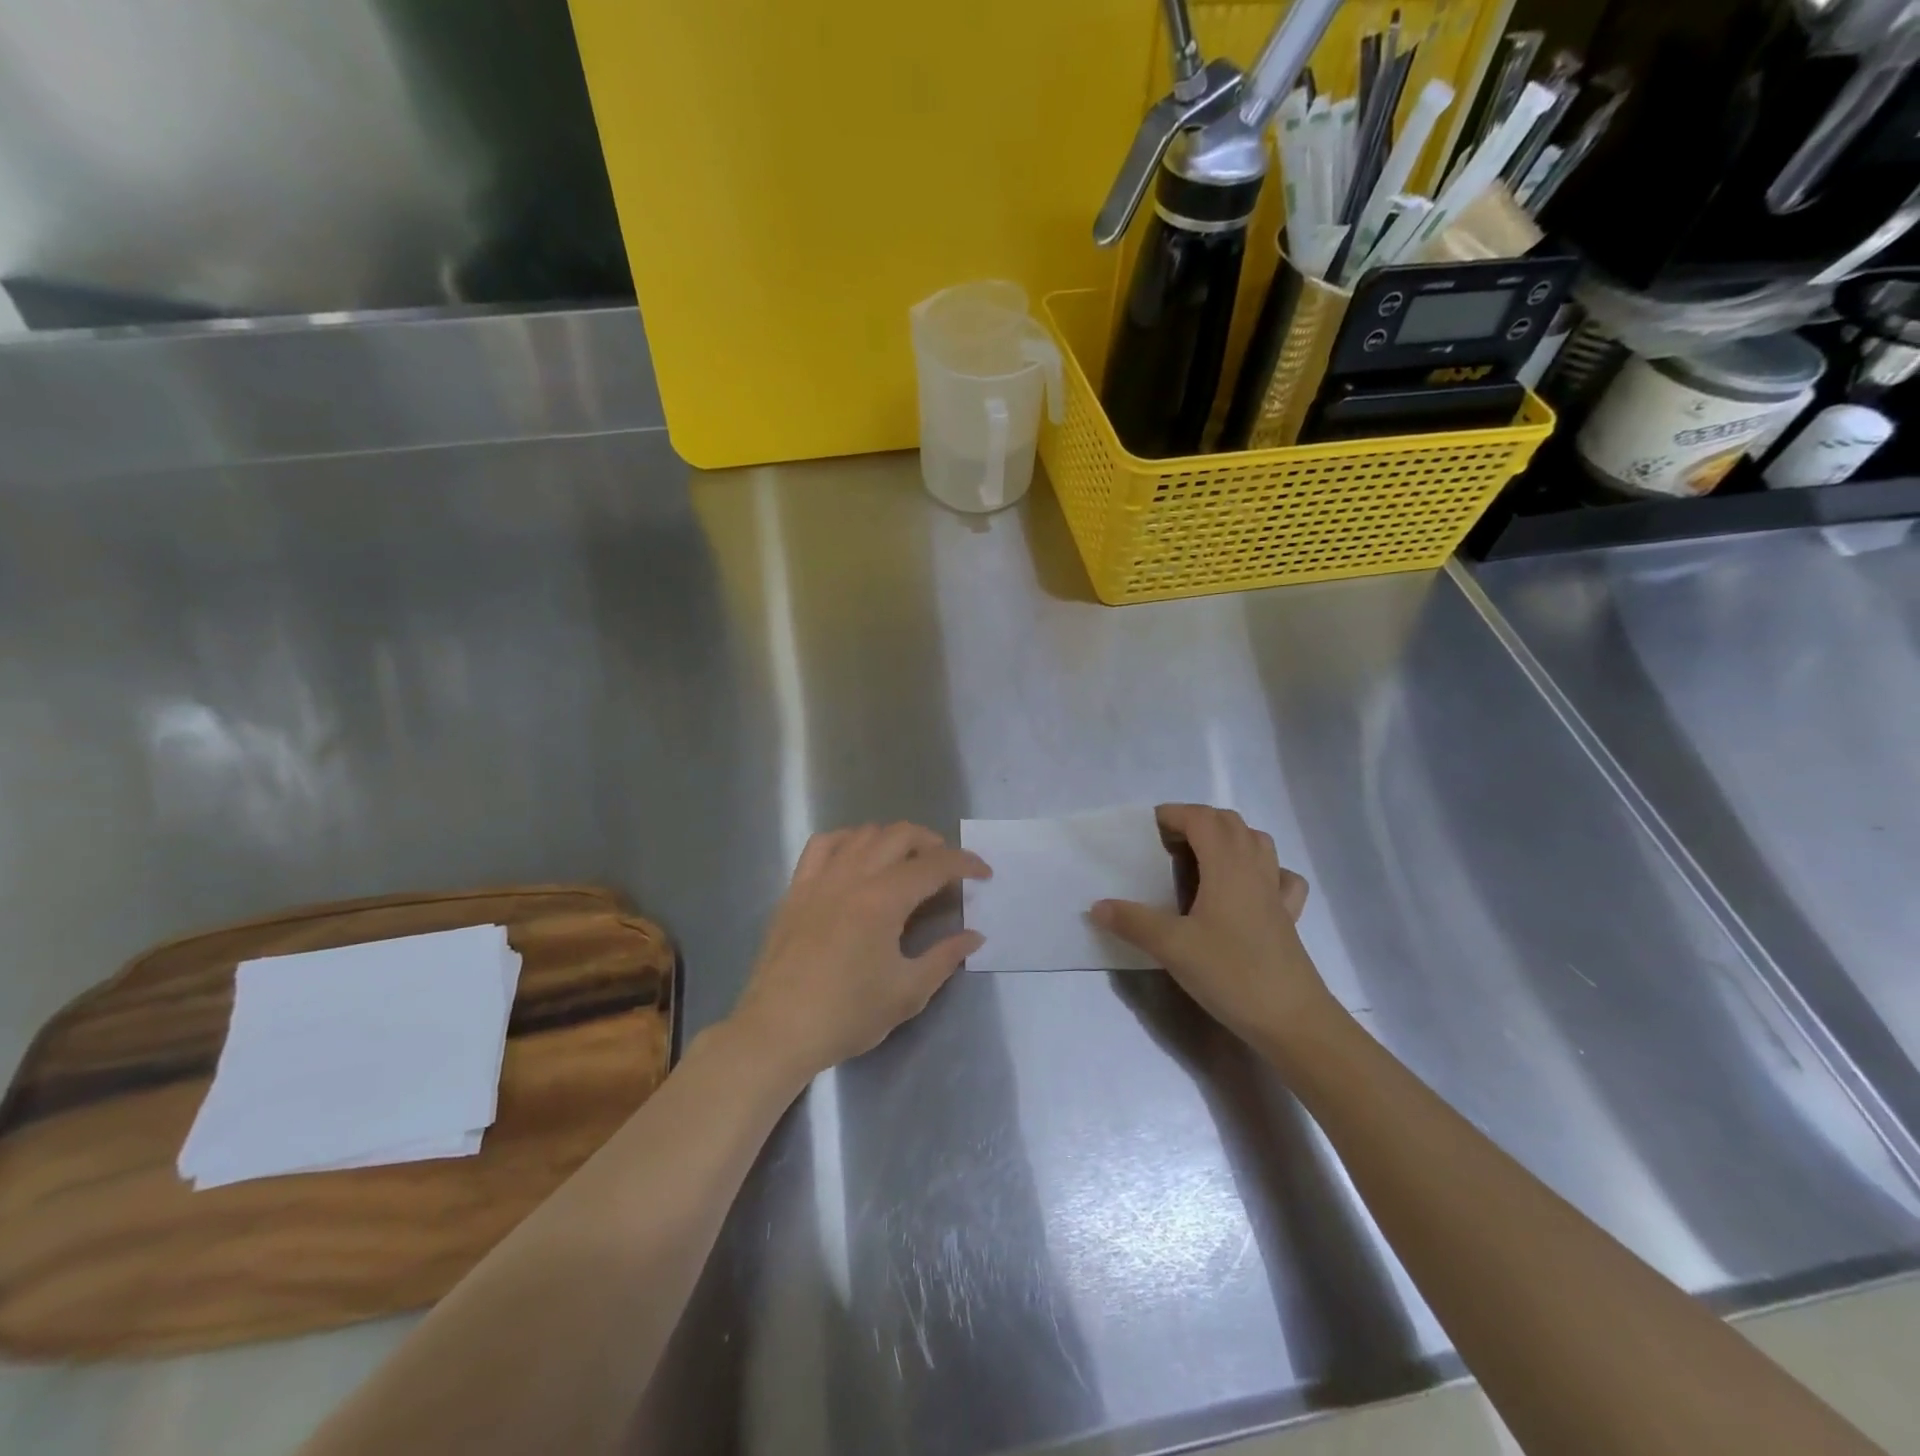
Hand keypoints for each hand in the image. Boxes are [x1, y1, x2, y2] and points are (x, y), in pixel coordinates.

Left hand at [728, 823, 990, 1083]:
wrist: (778, 1031)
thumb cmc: (847, 1015)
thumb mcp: (907, 992)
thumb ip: (945, 957)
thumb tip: (975, 936)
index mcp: (884, 899)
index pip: (934, 865)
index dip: (965, 864)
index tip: (984, 873)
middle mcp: (852, 876)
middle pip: (899, 835)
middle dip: (932, 843)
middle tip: (947, 868)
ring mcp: (820, 878)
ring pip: (863, 833)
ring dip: (893, 839)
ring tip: (906, 861)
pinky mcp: (796, 889)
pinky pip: (823, 845)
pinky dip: (848, 840)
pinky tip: (856, 858)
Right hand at [1091, 804, 1339, 1054]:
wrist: (1292, 1020)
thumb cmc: (1231, 973)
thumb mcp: (1172, 947)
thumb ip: (1133, 921)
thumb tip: (1097, 906)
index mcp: (1227, 866)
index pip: (1201, 819)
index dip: (1174, 815)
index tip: (1146, 829)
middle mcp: (1255, 869)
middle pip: (1229, 823)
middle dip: (1197, 821)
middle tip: (1166, 843)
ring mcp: (1275, 892)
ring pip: (1256, 843)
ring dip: (1228, 837)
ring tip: (1200, 858)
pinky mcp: (1288, 917)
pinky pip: (1279, 876)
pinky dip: (1262, 869)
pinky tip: (1247, 888)